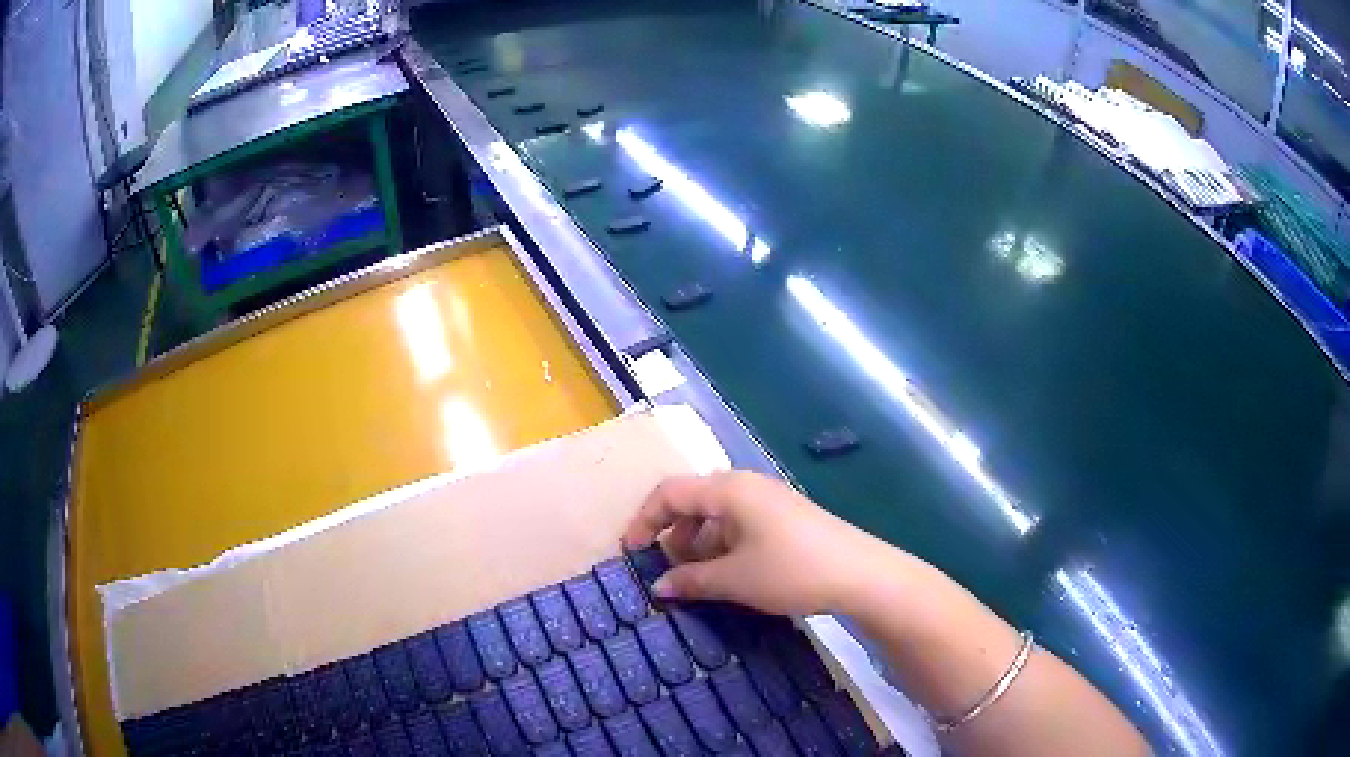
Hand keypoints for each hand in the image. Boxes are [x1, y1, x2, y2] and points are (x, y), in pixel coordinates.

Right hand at [622, 471, 890, 615]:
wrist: (861, 574)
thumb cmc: (791, 571)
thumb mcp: (734, 580)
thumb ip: (690, 579)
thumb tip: (658, 587)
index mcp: (728, 490)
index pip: (670, 493)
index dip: (644, 521)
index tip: (631, 554)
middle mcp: (746, 486)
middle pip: (693, 501)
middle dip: (672, 535)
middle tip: (666, 571)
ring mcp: (769, 500)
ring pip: (717, 515)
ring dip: (698, 544)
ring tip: (697, 579)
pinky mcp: (785, 517)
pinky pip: (740, 524)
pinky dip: (723, 546)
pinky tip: (729, 575)